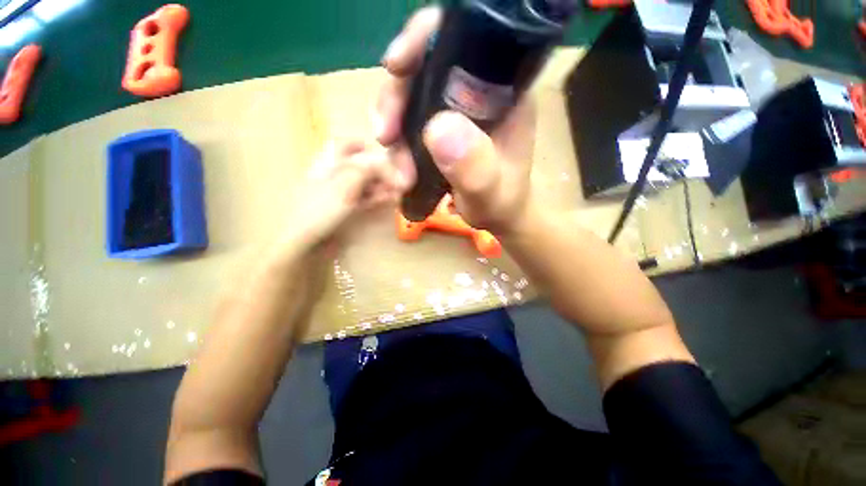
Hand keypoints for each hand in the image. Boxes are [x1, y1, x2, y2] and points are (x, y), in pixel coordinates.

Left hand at [279, 141, 408, 252]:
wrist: (306, 243)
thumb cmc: (322, 209)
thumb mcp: (345, 183)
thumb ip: (368, 170)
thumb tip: (392, 168)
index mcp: (329, 162)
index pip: (348, 145)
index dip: (367, 147)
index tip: (387, 155)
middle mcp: (335, 174)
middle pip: (362, 166)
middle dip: (382, 171)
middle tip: (399, 180)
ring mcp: (341, 193)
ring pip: (366, 183)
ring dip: (383, 185)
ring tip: (399, 191)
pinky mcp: (346, 209)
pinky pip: (365, 198)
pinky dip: (378, 197)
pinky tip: (390, 199)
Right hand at [374, 6, 536, 234]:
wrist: (495, 216)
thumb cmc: (501, 203)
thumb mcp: (491, 192)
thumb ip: (474, 167)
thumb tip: (437, 129)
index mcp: (504, 91)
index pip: (466, 38)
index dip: (426, 38)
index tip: (397, 65)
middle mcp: (477, 91)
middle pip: (426, 64)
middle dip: (397, 95)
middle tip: (385, 134)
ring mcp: (455, 109)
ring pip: (410, 95)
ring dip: (393, 127)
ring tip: (399, 172)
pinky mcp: (439, 127)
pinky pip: (408, 121)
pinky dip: (396, 143)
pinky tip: (399, 170)